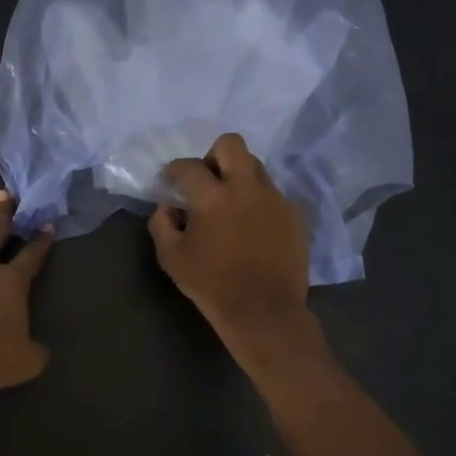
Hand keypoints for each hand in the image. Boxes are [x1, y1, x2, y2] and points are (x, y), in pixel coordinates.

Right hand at [149, 133, 315, 359]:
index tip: (171, 181)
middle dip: (213, 155)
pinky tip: (252, 225)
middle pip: (230, 144)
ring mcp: (274, 198)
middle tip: (207, 180)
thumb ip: (162, 224)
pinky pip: (272, 192)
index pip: (188, 166)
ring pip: (255, 166)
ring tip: (231, 202)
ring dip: (238, 175)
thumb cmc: (212, 284)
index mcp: (212, 197)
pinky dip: (258, 200)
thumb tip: (169, 206)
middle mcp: (246, 187)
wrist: (264, 311)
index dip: (174, 170)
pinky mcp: (293, 213)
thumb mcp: (171, 257)